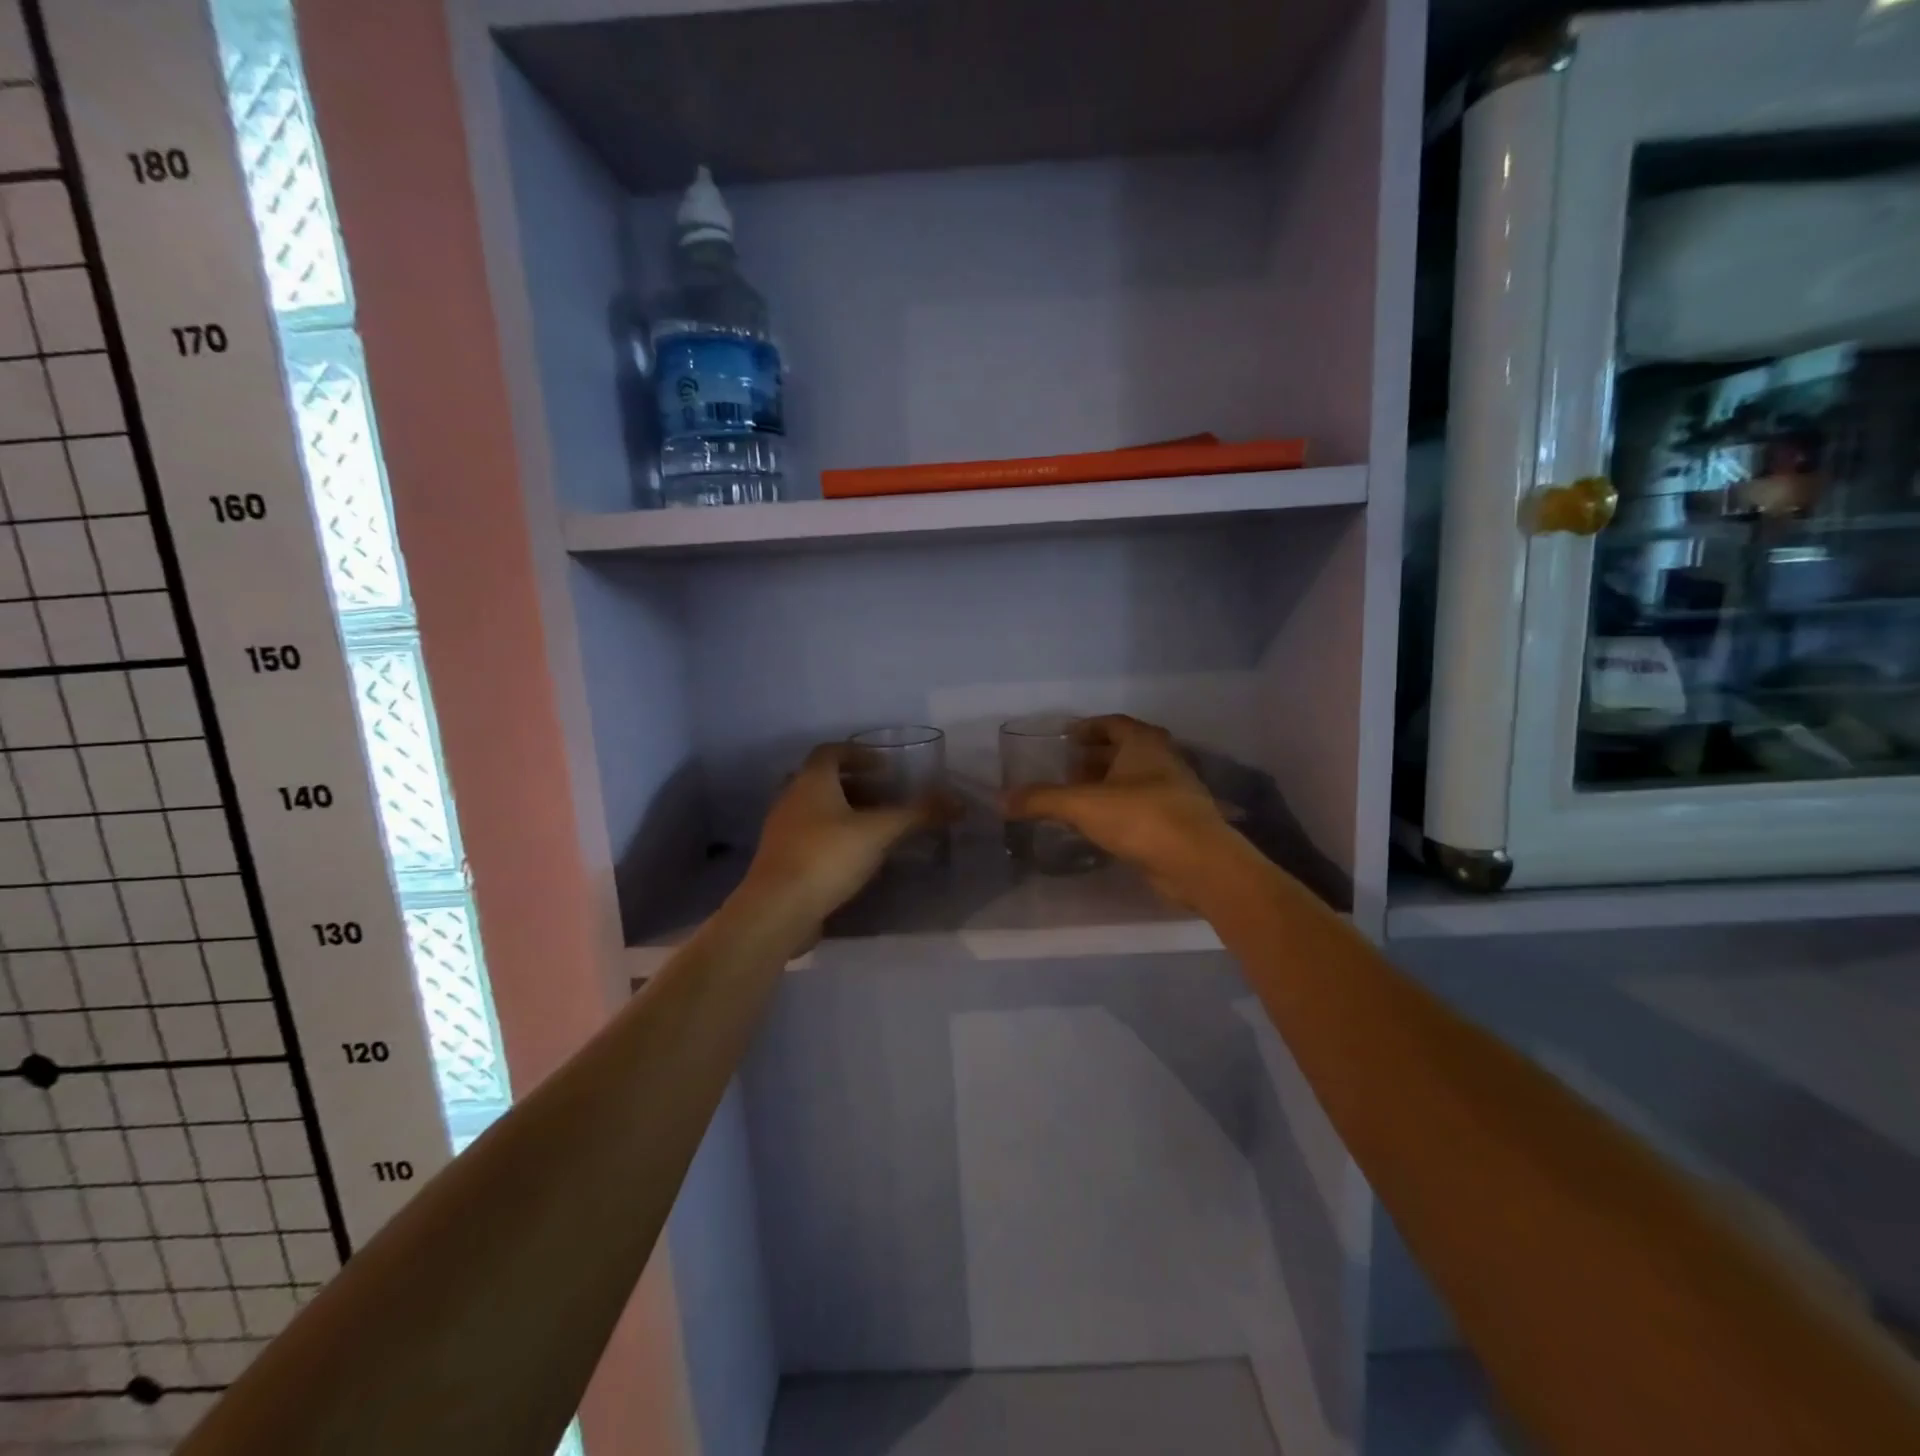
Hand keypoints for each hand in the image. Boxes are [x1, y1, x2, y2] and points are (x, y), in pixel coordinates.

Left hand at [739, 743, 951, 930]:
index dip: (859, 754)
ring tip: (874, 828)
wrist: (778, 909)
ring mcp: (781, 830)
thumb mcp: (880, 832)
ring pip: (814, 809)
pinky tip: (854, 858)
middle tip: (883, 797)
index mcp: (811, 781)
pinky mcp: (780, 859)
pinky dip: (832, 837)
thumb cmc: (828, 857)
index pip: (831, 751)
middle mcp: (790, 798)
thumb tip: (958, 802)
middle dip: (854, 785)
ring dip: (843, 812)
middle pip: (822, 780)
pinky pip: (809, 836)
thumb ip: (917, 814)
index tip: (885, 767)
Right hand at [1000, 715, 1233, 906]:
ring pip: (1135, 780)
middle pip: (1125, 750)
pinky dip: (1121, 809)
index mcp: (1144, 743)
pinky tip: (1100, 826)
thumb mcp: (1082, 805)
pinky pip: (1142, 806)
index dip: (1089, 727)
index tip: (1067, 738)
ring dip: (1108, 785)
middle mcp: (1163, 759)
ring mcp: (1175, 791)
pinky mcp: (1178, 821)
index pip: (1113, 723)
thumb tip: (1000, 800)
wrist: (1197, 862)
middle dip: (1095, 759)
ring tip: (1078, 800)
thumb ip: (1041, 800)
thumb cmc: (1140, 818)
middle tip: (1066, 772)